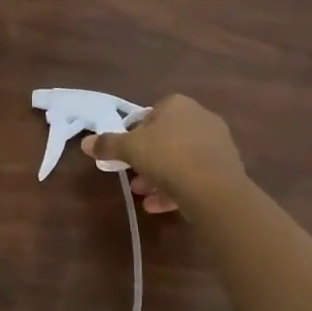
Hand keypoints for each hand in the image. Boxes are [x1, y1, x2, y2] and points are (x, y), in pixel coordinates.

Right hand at [81, 93, 244, 213]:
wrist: (214, 189)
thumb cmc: (168, 157)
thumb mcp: (130, 149)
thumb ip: (107, 144)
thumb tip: (85, 142)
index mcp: (178, 105)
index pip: (151, 114)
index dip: (135, 133)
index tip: (125, 152)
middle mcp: (200, 118)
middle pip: (166, 138)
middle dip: (147, 159)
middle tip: (131, 176)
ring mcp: (217, 144)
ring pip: (180, 159)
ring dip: (159, 176)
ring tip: (142, 194)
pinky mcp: (226, 170)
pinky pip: (195, 176)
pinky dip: (176, 188)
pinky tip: (158, 206)